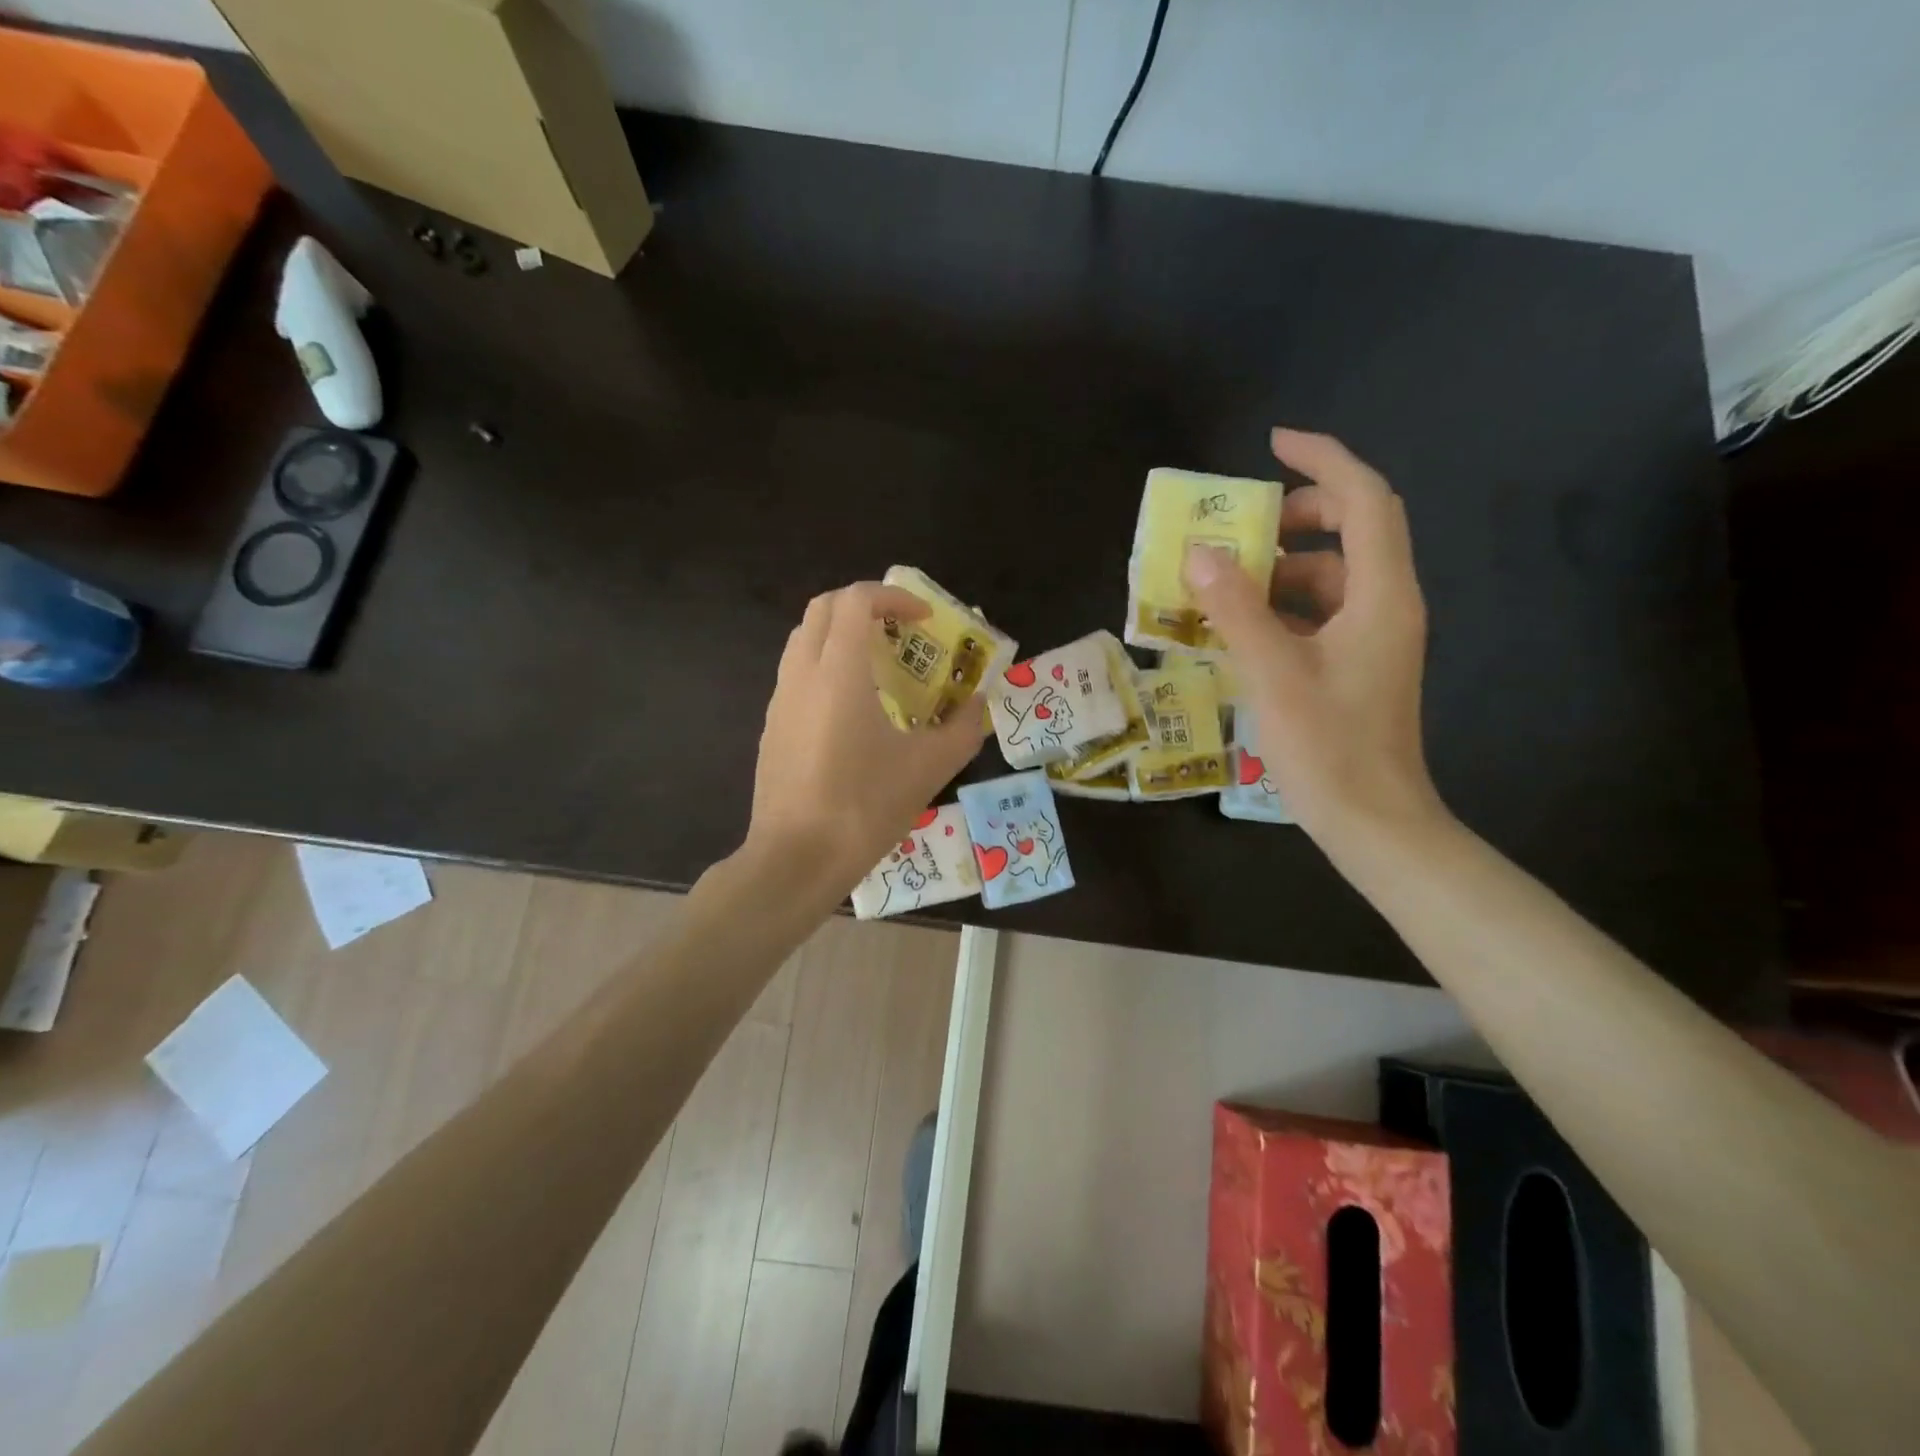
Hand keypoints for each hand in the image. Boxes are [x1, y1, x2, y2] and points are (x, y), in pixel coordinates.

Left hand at [745, 582, 985, 896]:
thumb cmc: (863, 807)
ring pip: (805, 640)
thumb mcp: (928, 769)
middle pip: (823, 609)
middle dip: (864, 606)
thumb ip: (963, 729)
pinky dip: (826, 668)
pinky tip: (853, 712)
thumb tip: (981, 705)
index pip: (856, 600)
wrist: (794, 860)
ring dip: (841, 636)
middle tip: (900, 632)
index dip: (894, 597)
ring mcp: (780, 701)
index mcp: (838, 672)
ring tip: (880, 667)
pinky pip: (797, 675)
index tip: (924, 620)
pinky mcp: (773, 728)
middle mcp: (802, 674)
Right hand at [1184, 428, 1443, 843]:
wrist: (1373, 821)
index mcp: (1381, 596)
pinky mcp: (1357, 665)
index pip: (1365, 499)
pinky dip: (1283, 607)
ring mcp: (1374, 638)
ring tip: (1224, 583)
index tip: (1272, 445)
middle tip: (1243, 527)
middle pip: (1354, 531)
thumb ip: (1237, 609)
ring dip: (1282, 568)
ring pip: (1333, 576)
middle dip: (1299, 516)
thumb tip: (1200, 553)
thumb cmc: (1329, 747)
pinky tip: (1240, 629)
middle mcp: (1387, 606)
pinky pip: (1321, 614)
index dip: (1323, 461)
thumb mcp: (1274, 673)